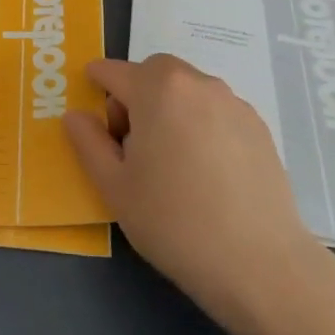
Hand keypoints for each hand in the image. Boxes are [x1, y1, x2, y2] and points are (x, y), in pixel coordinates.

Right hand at [64, 55, 329, 334]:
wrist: (259, 263)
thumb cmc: (173, 222)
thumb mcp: (115, 187)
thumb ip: (88, 142)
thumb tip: (75, 115)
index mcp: (157, 89)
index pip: (114, 71)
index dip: (96, 84)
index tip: (91, 110)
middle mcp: (197, 83)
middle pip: (154, 72)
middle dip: (135, 94)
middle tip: (132, 143)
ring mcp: (234, 103)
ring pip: (187, 90)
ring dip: (169, 107)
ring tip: (171, 161)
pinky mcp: (259, 127)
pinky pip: (215, 110)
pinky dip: (200, 124)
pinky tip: (205, 171)